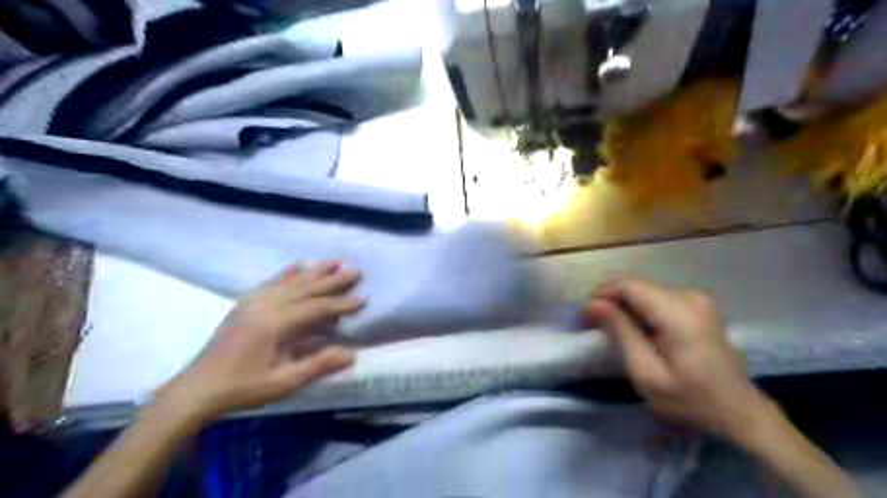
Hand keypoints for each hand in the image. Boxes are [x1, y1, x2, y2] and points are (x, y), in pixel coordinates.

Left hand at [154, 261, 361, 423]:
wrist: (197, 388)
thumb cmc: (242, 388)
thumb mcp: (283, 383)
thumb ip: (317, 365)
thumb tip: (351, 354)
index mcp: (275, 325)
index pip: (316, 308)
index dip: (341, 304)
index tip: (362, 299)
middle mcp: (266, 306)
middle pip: (306, 288)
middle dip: (333, 280)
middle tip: (356, 271)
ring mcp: (253, 302)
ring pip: (290, 281)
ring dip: (314, 271)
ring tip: (334, 262)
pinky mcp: (245, 304)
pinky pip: (270, 282)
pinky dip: (287, 272)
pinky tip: (297, 265)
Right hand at [588, 277, 766, 440]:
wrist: (739, 412)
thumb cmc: (690, 400)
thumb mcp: (647, 373)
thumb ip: (620, 332)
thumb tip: (591, 304)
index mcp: (678, 312)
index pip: (627, 284)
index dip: (600, 294)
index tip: (585, 317)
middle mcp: (688, 295)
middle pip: (635, 285)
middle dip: (609, 301)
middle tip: (594, 326)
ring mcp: (696, 298)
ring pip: (643, 290)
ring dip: (623, 305)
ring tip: (612, 330)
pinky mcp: (697, 305)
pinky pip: (656, 297)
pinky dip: (639, 309)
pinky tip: (636, 330)